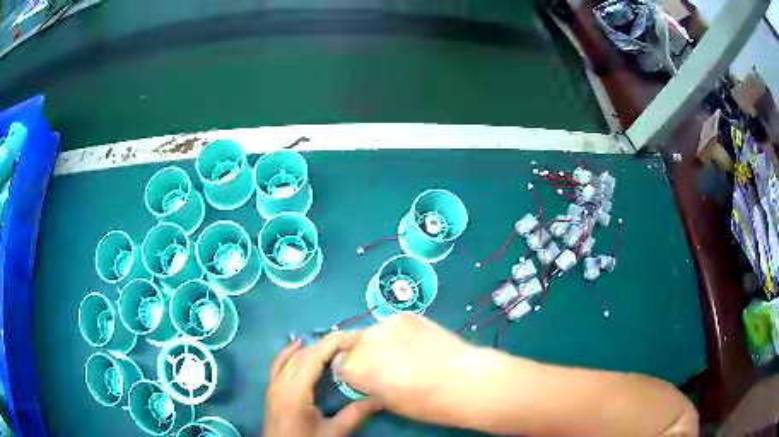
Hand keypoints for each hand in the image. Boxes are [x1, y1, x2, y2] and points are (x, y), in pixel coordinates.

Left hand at [263, 332, 378, 436]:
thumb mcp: (333, 432)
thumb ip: (354, 415)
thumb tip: (379, 399)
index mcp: (295, 392)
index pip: (313, 359)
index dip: (332, 344)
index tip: (352, 337)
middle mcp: (281, 383)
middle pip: (303, 356)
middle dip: (326, 343)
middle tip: (350, 338)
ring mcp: (273, 385)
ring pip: (292, 358)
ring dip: (312, 348)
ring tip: (333, 341)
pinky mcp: (271, 390)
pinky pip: (278, 364)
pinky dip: (288, 352)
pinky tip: (297, 344)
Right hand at [338, 314, 476, 420]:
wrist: (465, 381)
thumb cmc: (425, 402)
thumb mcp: (387, 402)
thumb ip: (367, 385)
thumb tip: (363, 378)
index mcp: (357, 367)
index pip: (339, 365)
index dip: (352, 374)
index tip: (364, 381)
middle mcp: (366, 341)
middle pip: (352, 346)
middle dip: (362, 356)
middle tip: (383, 368)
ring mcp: (387, 324)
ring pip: (372, 333)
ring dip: (379, 344)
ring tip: (403, 355)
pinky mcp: (407, 315)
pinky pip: (391, 325)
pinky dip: (397, 334)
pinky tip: (416, 345)